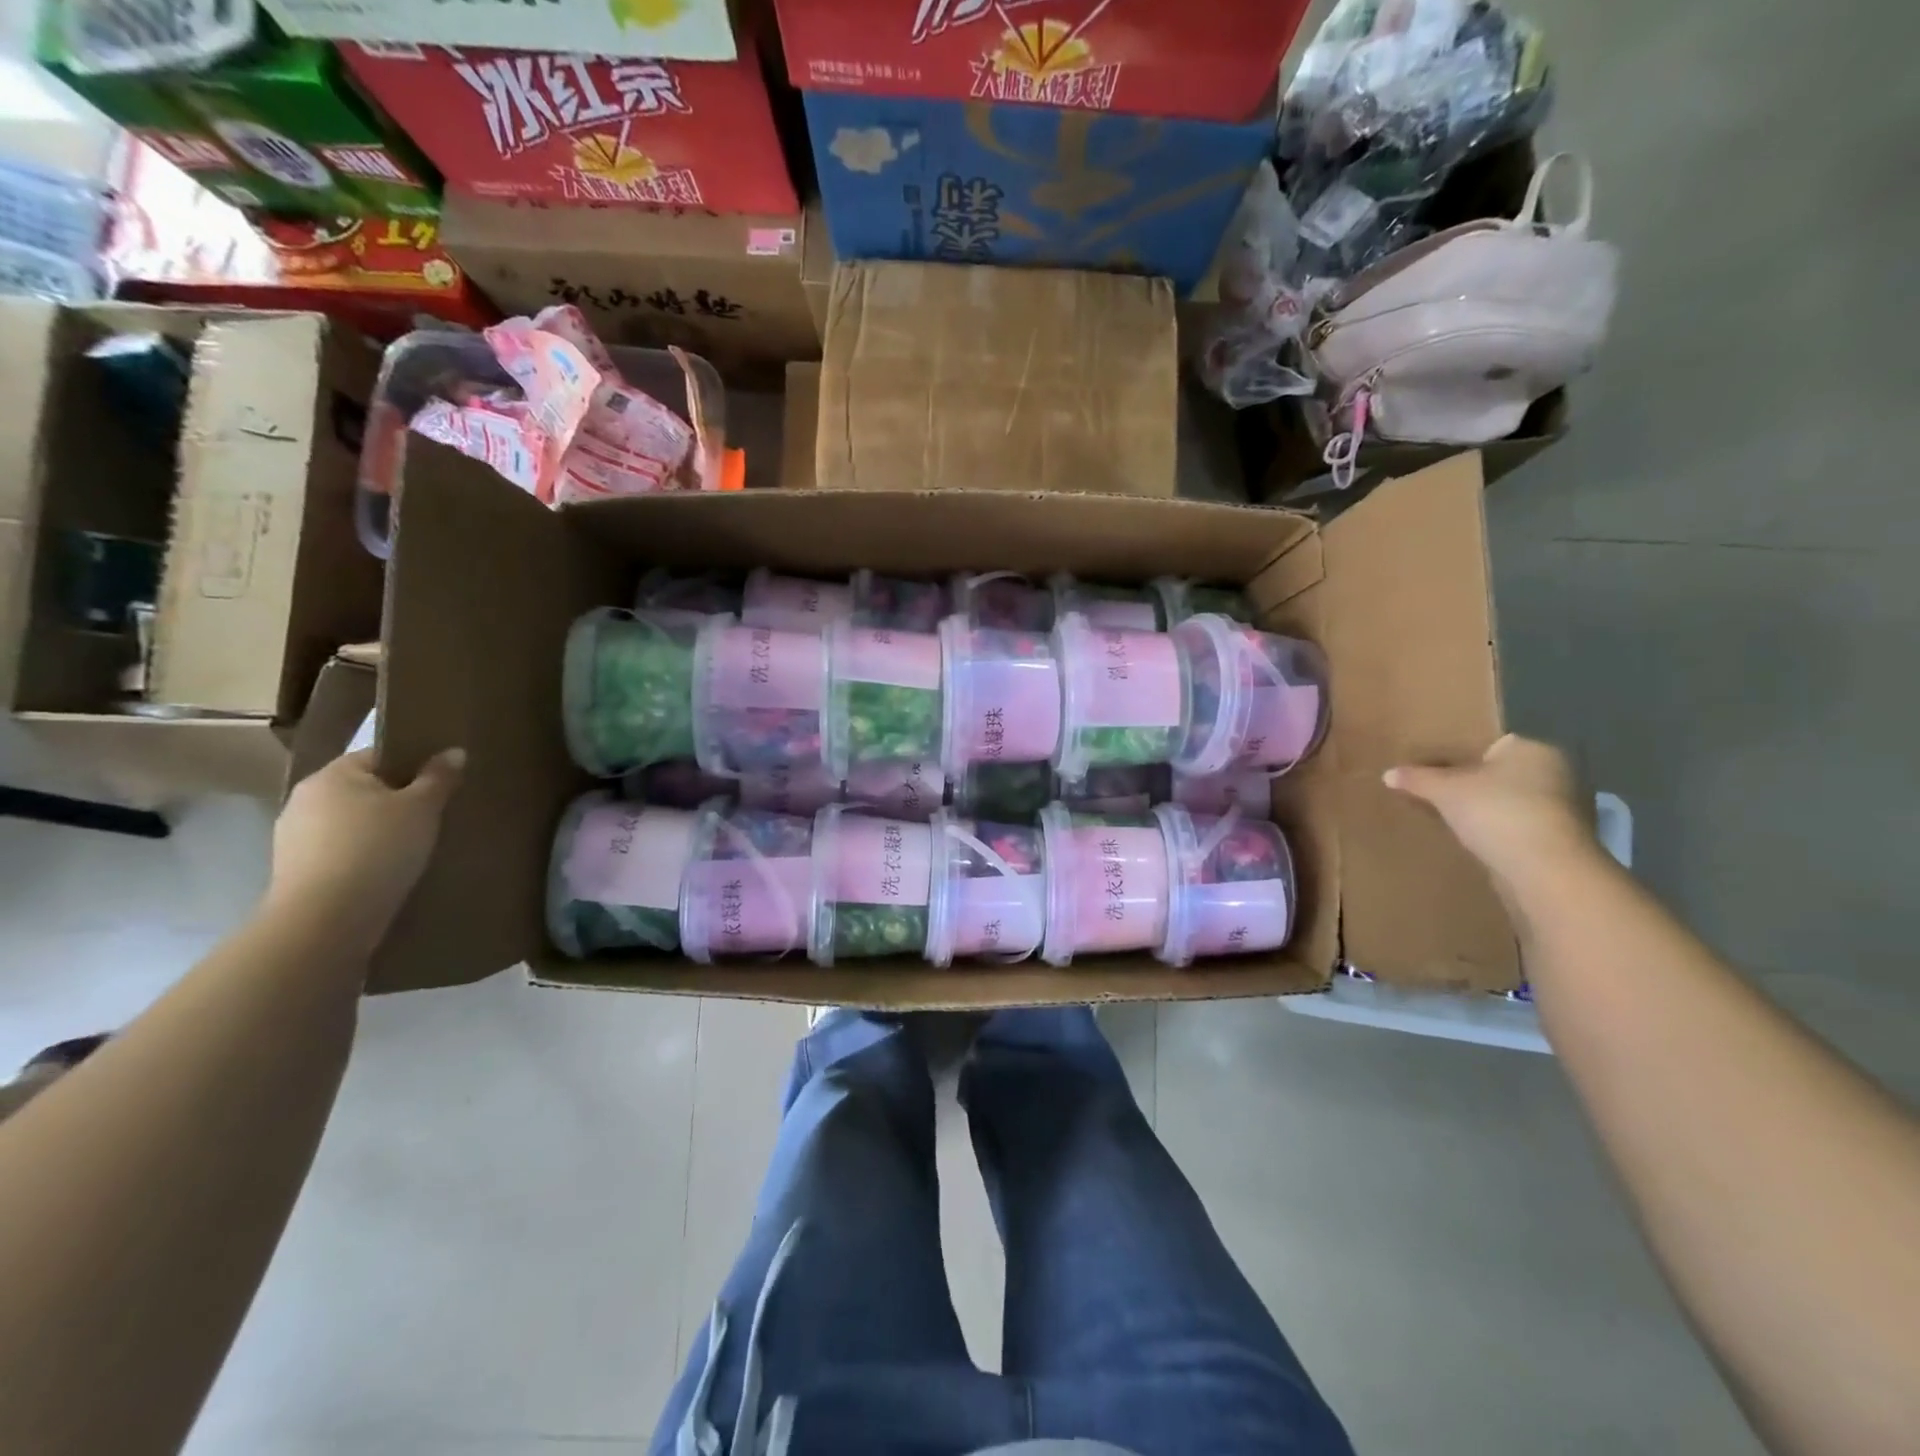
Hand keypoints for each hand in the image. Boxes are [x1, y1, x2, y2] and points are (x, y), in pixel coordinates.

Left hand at [266, 748, 465, 954]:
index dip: (413, 765)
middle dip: (395, 800)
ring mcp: (293, 836)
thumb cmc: (378, 849)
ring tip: (413, 848)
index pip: (378, 756)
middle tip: (433, 816)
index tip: (441, 784)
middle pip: (363, 789)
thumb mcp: (422, 808)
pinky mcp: (295, 870)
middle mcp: (305, 798)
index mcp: (333, 775)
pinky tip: (385, 871)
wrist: (326, 919)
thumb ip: (439, 777)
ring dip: (377, 830)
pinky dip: (362, 856)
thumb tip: (454, 752)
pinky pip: (339, 851)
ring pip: (350, 822)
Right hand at [1385, 734, 1596, 887]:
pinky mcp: (1560, 840)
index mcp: (1533, 749)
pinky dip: (1496, 832)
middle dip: (1470, 784)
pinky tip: (1471, 840)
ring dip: (1483, 811)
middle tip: (1433, 793)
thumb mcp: (1444, 790)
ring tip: (1446, 818)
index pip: (1489, 744)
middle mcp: (1556, 772)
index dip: (1458, 755)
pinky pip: (1516, 826)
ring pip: (1507, 802)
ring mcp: (1562, 809)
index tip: (1431, 769)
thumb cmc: (1496, 812)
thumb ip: (1417, 778)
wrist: (1543, 870)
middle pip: (1498, 774)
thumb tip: (1388, 774)